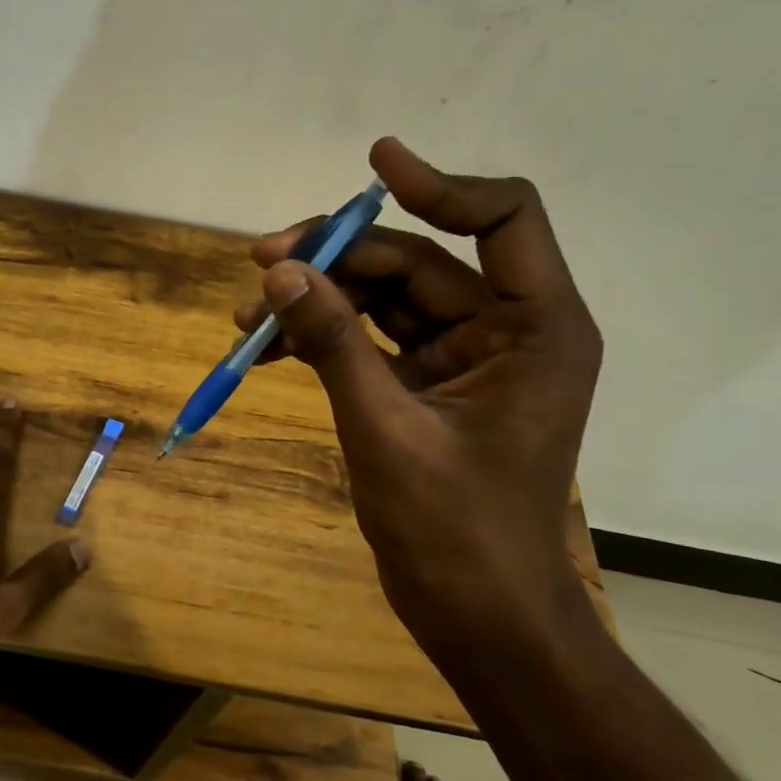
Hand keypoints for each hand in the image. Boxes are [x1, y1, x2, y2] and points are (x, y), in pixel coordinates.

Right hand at [235, 137, 601, 651]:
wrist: (478, 617)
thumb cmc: (455, 532)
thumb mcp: (385, 428)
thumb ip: (333, 344)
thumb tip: (278, 272)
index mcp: (534, 330)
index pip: (502, 220)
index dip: (441, 184)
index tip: (374, 163)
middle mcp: (504, 331)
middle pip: (417, 259)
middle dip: (336, 257)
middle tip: (258, 260)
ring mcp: (462, 359)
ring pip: (384, 297)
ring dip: (317, 297)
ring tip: (246, 315)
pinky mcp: (425, 385)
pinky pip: (370, 338)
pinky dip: (323, 336)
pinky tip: (268, 346)